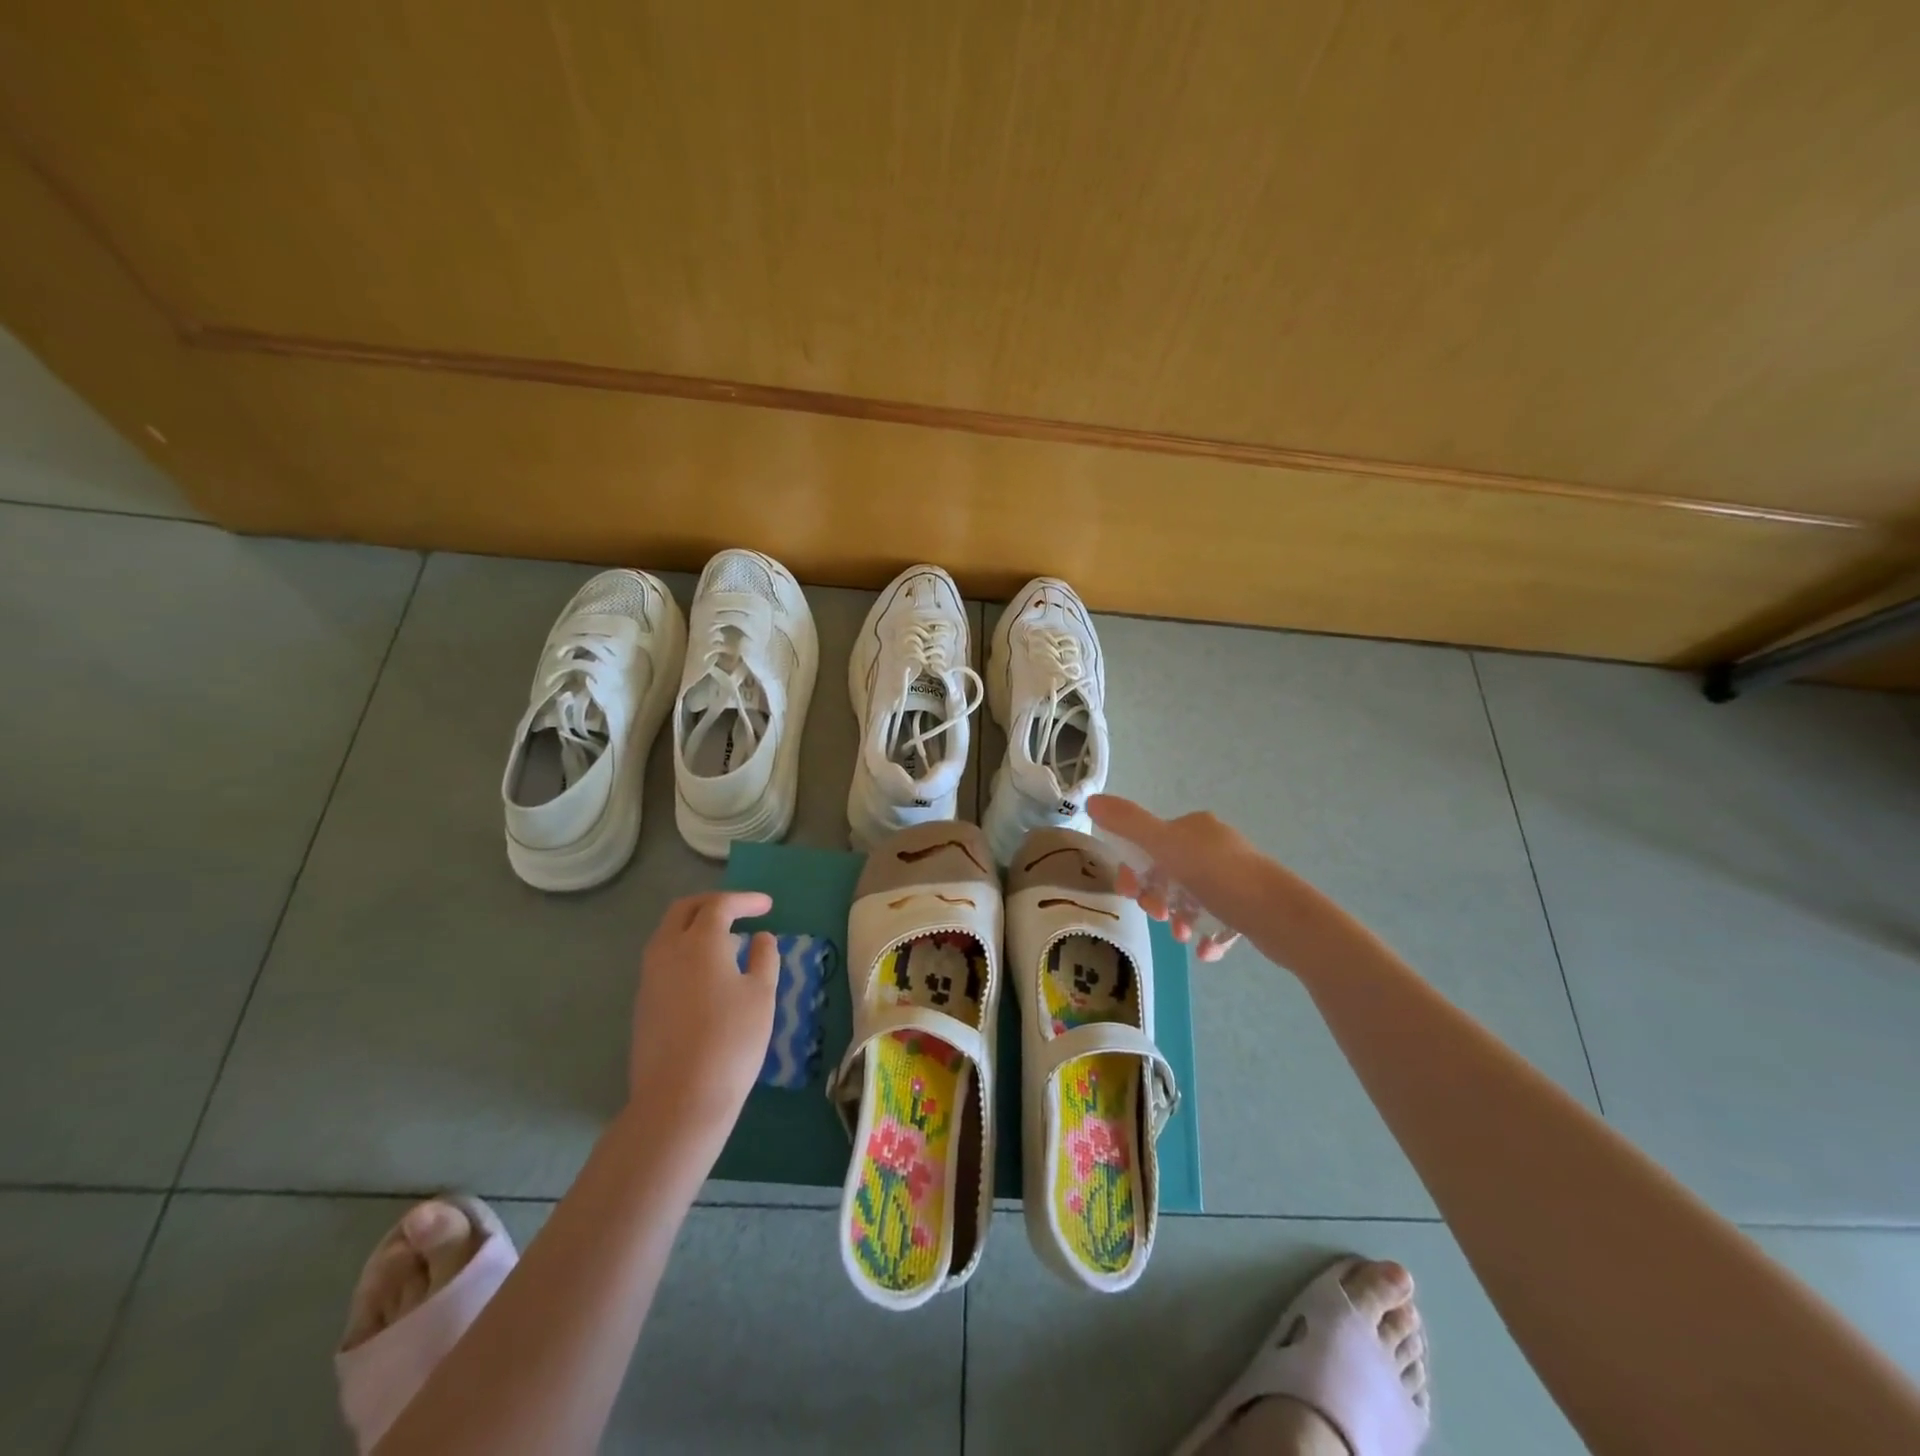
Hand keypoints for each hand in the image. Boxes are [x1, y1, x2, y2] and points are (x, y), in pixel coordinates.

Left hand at [628, 892, 777, 1146]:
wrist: (680, 1099)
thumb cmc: (731, 1040)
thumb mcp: (762, 995)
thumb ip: (764, 958)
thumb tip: (761, 938)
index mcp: (699, 941)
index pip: (720, 905)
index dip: (745, 901)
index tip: (767, 906)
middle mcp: (667, 950)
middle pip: (684, 910)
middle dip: (713, 904)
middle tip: (740, 911)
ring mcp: (649, 978)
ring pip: (668, 934)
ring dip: (696, 927)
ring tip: (727, 942)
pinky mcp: (643, 1004)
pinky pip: (664, 960)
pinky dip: (686, 951)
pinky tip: (708, 974)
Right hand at [1088, 795, 1270, 961]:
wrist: (1282, 916)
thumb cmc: (1219, 877)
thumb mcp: (1166, 846)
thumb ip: (1128, 824)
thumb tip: (1091, 800)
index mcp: (1194, 827)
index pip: (1149, 843)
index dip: (1134, 869)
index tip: (1130, 894)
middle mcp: (1214, 846)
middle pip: (1168, 872)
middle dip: (1156, 897)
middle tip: (1159, 917)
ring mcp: (1235, 876)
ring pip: (1190, 898)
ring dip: (1178, 918)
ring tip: (1183, 938)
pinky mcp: (1250, 906)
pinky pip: (1216, 920)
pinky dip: (1204, 934)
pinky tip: (1203, 950)